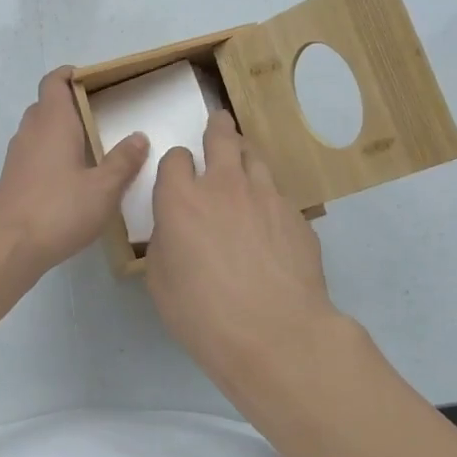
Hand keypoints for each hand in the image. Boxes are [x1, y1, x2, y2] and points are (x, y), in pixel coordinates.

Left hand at [0, 68, 147, 272]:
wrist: (9, 246)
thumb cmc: (60, 210)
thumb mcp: (104, 189)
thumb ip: (123, 161)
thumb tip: (139, 137)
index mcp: (53, 123)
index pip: (54, 82)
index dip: (69, 75)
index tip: (90, 79)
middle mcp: (30, 132)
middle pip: (45, 105)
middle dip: (68, 105)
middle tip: (98, 117)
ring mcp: (15, 156)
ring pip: (36, 131)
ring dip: (58, 132)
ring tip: (87, 149)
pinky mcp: (10, 180)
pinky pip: (31, 155)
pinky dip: (47, 156)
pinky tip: (66, 180)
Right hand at [146, 111, 347, 386]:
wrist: (275, 333)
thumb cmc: (202, 313)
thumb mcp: (160, 280)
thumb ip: (165, 242)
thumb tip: (176, 230)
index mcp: (181, 200)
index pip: (175, 159)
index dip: (175, 163)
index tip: (177, 172)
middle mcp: (223, 186)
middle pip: (221, 138)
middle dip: (218, 128)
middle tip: (219, 123)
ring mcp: (265, 197)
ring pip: (255, 159)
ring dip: (245, 156)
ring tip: (245, 161)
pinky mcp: (296, 217)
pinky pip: (278, 196)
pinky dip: (269, 199)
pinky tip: (270, 223)